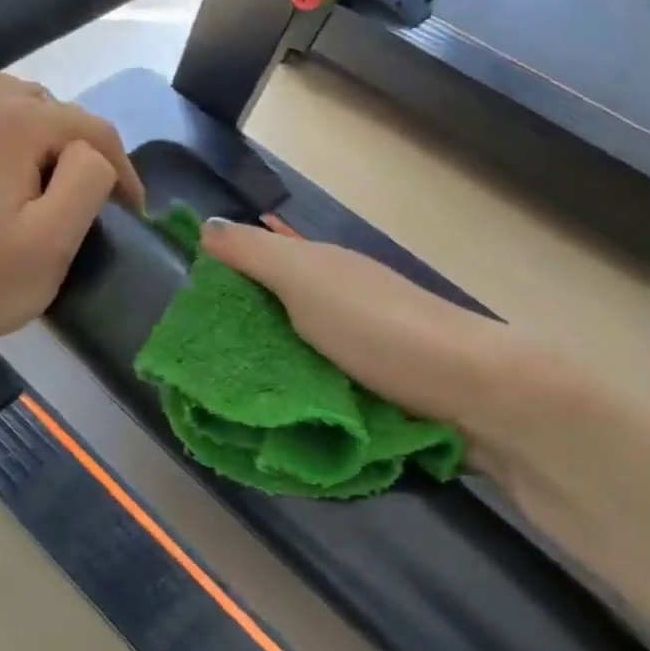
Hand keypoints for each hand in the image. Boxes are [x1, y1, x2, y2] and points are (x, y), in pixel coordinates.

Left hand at [0, 67, 144, 359]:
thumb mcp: (55, 243)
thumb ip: (89, 180)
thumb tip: (92, 152)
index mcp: (11, 120)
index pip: (90, 127)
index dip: (120, 168)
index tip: (130, 209)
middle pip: (43, 105)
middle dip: (67, 147)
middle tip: (70, 196)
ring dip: (21, 129)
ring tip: (23, 174)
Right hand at [198, 218, 508, 429]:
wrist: (469, 392)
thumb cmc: (379, 329)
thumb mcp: (308, 280)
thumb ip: (256, 255)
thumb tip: (206, 225)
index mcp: (323, 272)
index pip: (257, 269)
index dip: (219, 287)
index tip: (180, 322)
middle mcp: (341, 307)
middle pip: (275, 320)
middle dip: (240, 344)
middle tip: (193, 379)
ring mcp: (360, 354)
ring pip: (298, 362)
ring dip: (269, 381)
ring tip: (224, 409)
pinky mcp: (375, 397)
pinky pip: (322, 397)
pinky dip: (300, 407)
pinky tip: (275, 425)